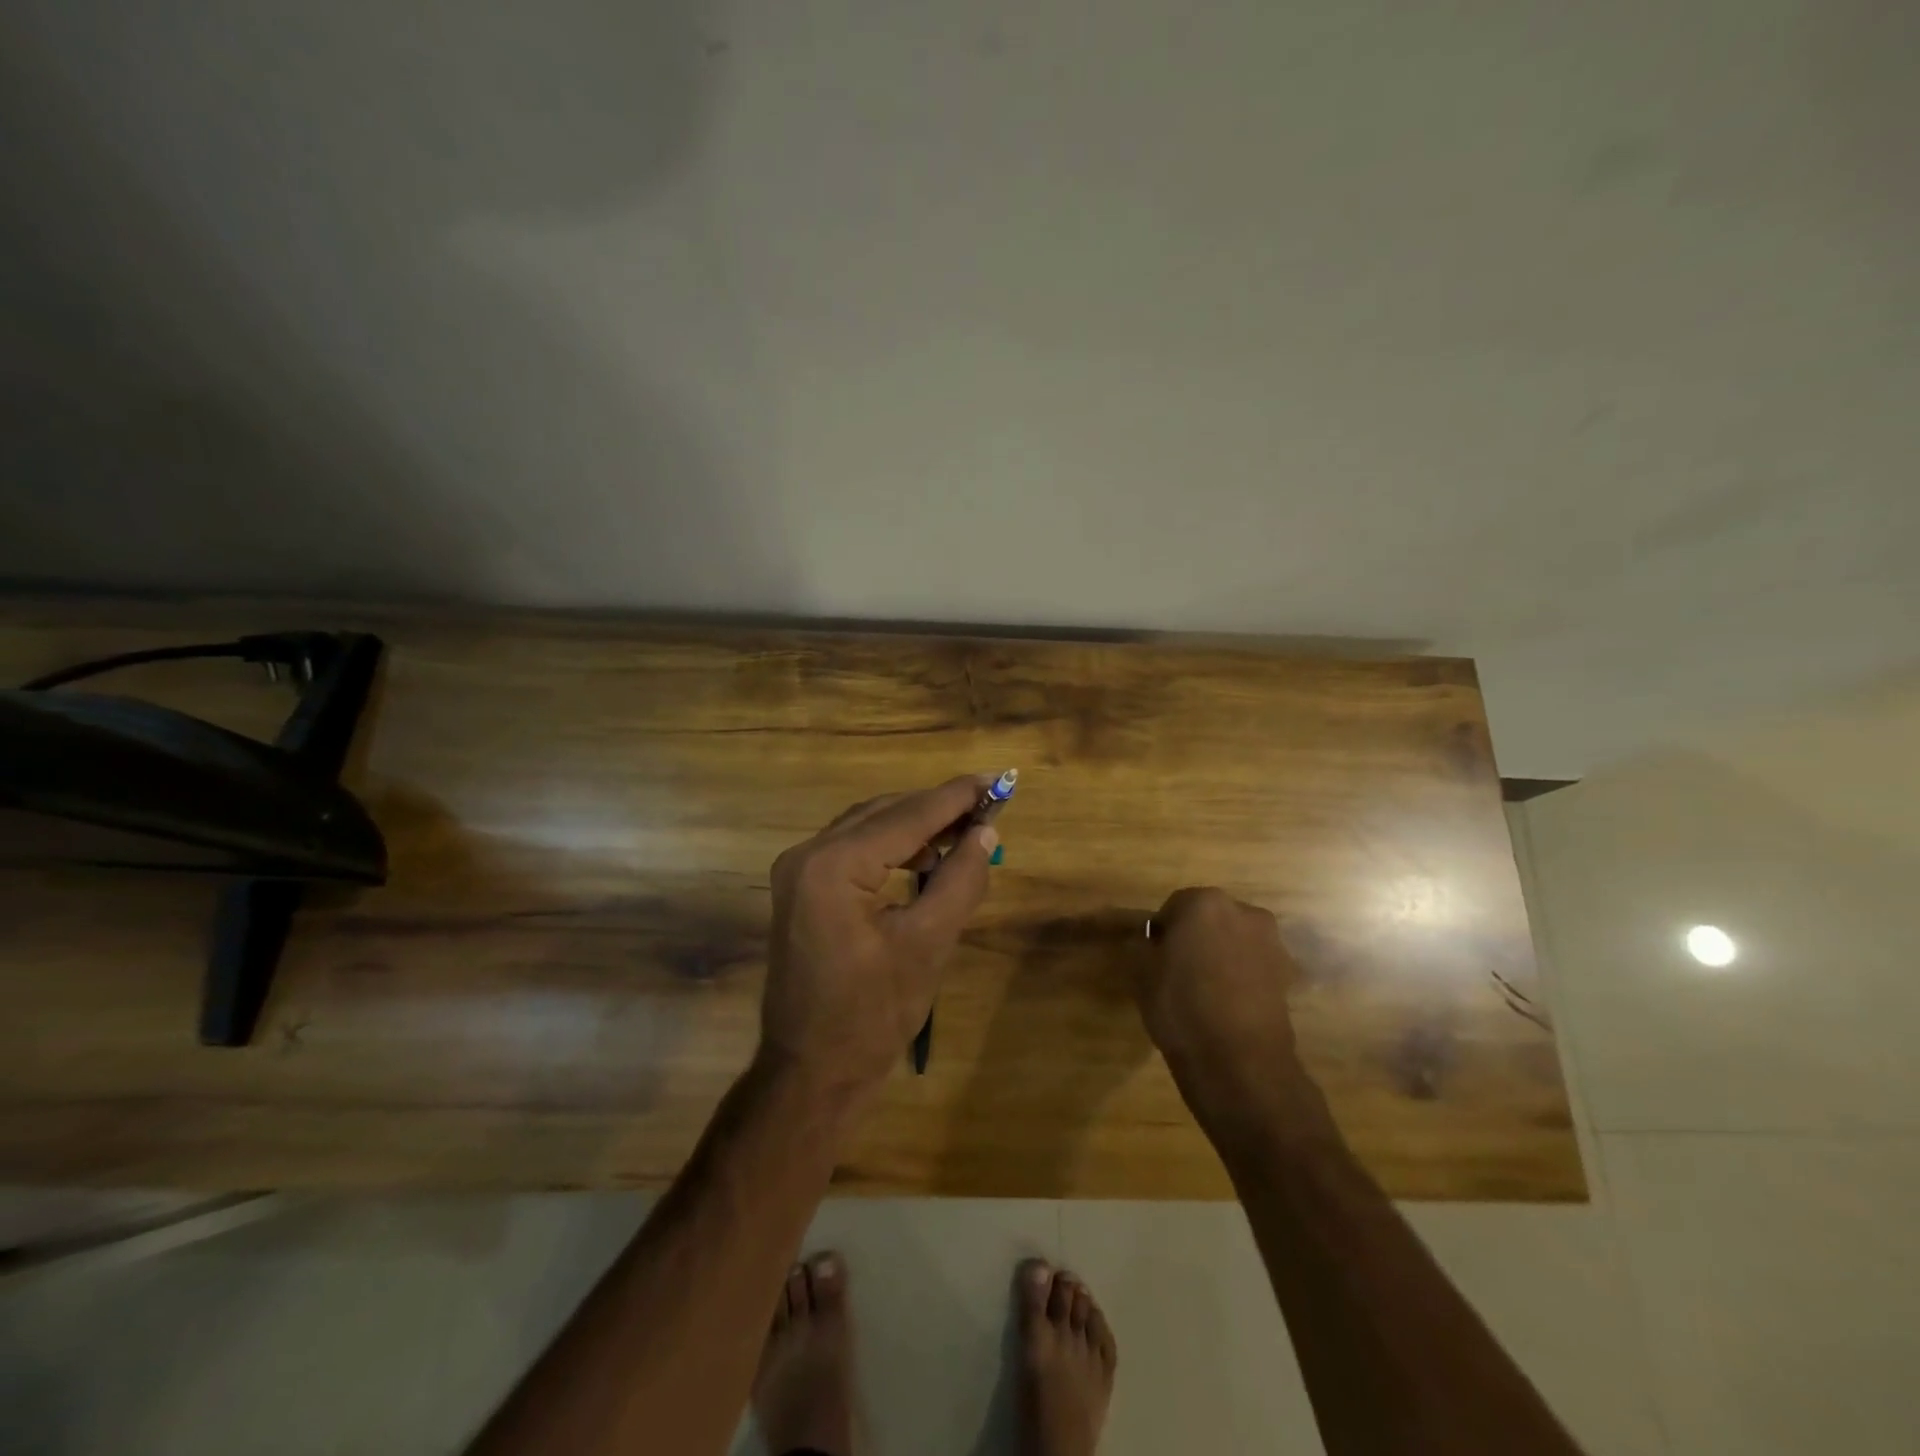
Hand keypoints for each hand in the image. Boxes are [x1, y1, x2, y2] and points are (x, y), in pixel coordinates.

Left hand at [762, 775, 998, 1101]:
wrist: (811, 1072)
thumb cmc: (871, 1015)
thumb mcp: (928, 945)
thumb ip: (960, 880)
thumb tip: (986, 831)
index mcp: (833, 865)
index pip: (907, 816)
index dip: (956, 797)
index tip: (998, 778)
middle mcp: (808, 854)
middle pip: (885, 813)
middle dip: (938, 808)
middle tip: (988, 803)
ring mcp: (799, 871)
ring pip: (868, 826)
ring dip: (916, 825)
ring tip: (965, 830)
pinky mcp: (802, 889)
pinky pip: (854, 849)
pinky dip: (892, 846)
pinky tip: (926, 858)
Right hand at [1135, 888, 1302, 1113]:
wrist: (1240, 1061)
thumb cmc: (1181, 1006)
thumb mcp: (1141, 972)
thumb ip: (1141, 944)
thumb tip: (1146, 938)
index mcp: (1204, 902)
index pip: (1174, 906)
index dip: (1161, 932)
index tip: (1154, 957)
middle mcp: (1244, 912)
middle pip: (1209, 918)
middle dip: (1195, 937)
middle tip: (1177, 971)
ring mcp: (1271, 942)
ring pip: (1234, 940)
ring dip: (1220, 955)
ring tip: (1204, 990)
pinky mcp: (1287, 974)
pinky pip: (1253, 965)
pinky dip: (1241, 976)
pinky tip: (1227, 1004)